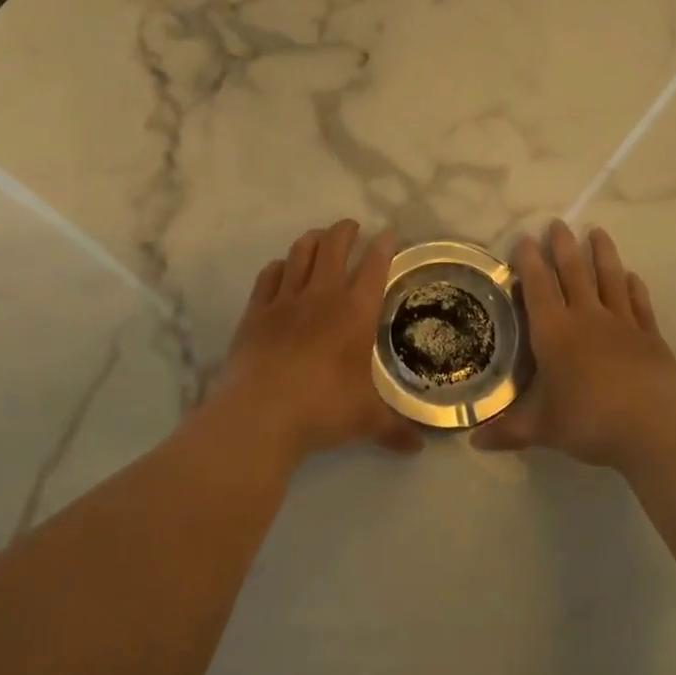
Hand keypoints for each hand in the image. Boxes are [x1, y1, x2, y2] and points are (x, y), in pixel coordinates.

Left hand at [208, 219, 421, 463]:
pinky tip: (281, 268)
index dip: (383, 247)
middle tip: (351, 226)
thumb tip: (420, 448)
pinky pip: (268, 277)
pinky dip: (279, 266)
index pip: (374, 268)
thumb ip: (394, 430)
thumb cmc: (323, 409)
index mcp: (355, 313)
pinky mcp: (255, 312)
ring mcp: (285, 301)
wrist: (261, 414)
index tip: (389, 235)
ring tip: (318, 236)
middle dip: (344, 231)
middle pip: (333, 247)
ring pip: (299, 254)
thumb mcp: (367, 421)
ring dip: (311, 240)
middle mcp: (321, 297)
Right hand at [476, 221, 675, 471]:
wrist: (653, 429)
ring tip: (598, 232)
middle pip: (574, 273)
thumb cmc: (589, 422)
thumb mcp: (542, 430)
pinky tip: (632, 276)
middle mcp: (587, 318)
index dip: (530, 262)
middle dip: (563, 247)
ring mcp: (622, 324)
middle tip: (558, 223)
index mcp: (555, 333)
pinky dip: (634, 287)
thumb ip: (508, 432)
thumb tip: (473, 443)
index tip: (525, 240)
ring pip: (610, 279)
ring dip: (603, 254)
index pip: (539, 288)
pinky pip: (639, 304)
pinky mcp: (651, 337)